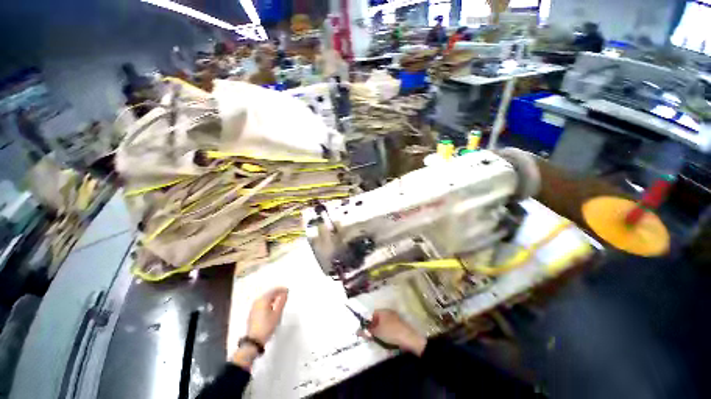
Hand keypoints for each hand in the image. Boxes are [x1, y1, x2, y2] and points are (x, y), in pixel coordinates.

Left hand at [232, 287, 288, 369]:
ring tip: (279, 302)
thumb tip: (285, 293)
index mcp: (263, 300)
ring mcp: (253, 308)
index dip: (281, 290)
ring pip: (265, 299)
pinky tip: (272, 308)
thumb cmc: (266, 326)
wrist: (254, 341)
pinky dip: (268, 304)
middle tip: (284, 296)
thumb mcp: (277, 313)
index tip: (287, 291)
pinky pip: (262, 304)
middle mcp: (257, 302)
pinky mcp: (252, 313)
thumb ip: (282, 301)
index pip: (274, 290)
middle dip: (277, 294)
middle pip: (269, 294)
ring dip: (273, 299)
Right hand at [362, 309, 426, 355]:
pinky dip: (388, 332)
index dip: (369, 323)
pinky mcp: (400, 324)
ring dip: (381, 331)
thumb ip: (367, 331)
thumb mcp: (376, 333)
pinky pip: (390, 327)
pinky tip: (388, 340)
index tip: (368, 332)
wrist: (409, 338)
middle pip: (378, 319)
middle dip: (375, 327)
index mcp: (383, 311)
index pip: (372, 314)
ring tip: (381, 340)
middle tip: (373, 337)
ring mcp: (395, 318)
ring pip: (384, 324)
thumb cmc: (390, 332)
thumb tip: (357, 331)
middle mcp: (389, 312)